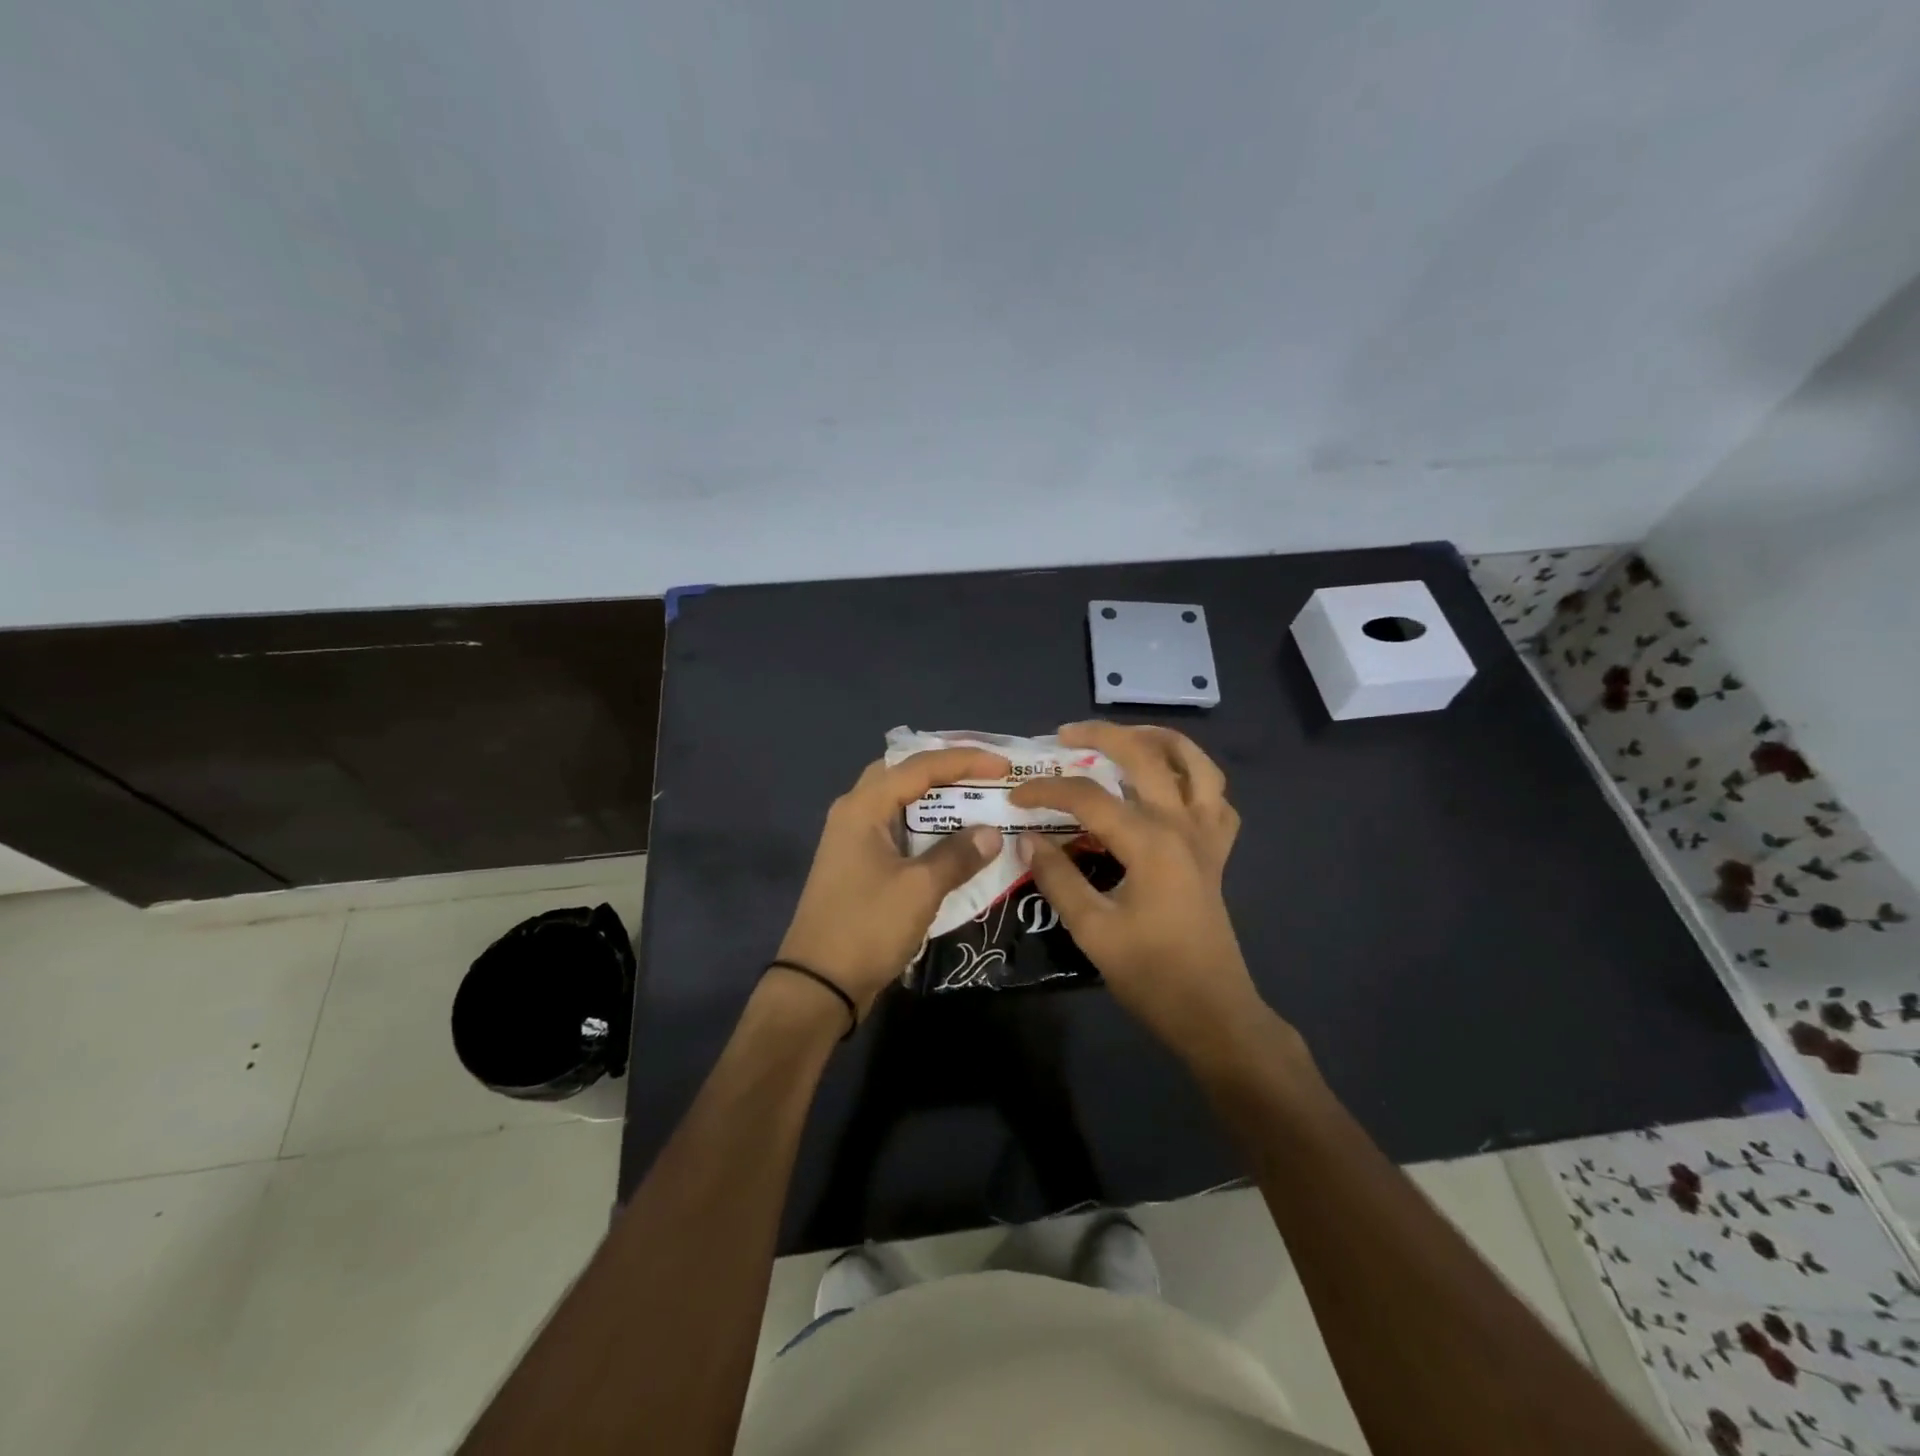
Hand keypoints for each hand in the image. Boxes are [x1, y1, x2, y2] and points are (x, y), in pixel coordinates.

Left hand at [777, 747, 1009, 1021]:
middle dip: (945, 769)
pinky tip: (954, 839)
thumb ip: (958, 855)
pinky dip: (927, 827)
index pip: (919, 766)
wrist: (819, 985)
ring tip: (977, 799)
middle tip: (984, 772)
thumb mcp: (920, 889)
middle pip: (903, 773)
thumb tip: (992, 833)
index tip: (1003, 766)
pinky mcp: (860, 865)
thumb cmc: (867, 927)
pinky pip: (899, 830)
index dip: (964, 760)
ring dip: (937, 799)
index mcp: (863, 807)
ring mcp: (854, 840)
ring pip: (900, 802)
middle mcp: (854, 813)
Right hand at [1009, 722, 1274, 1062]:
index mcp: (1149, 842)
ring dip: (1161, 740)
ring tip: (1127, 738)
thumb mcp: (1093, 930)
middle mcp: (1182, 825)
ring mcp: (1206, 836)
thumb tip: (1028, 838)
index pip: (1088, 797)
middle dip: (1103, 735)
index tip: (1015, 796)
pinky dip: (1196, 780)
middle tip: (1065, 735)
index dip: (1046, 790)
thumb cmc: (1151, 974)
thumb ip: (1058, 878)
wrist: (1212, 1012)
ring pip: (1197, 764)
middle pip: (1145, 756)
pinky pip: (1217, 799)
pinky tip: (1171, 786)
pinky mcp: (1217, 852)